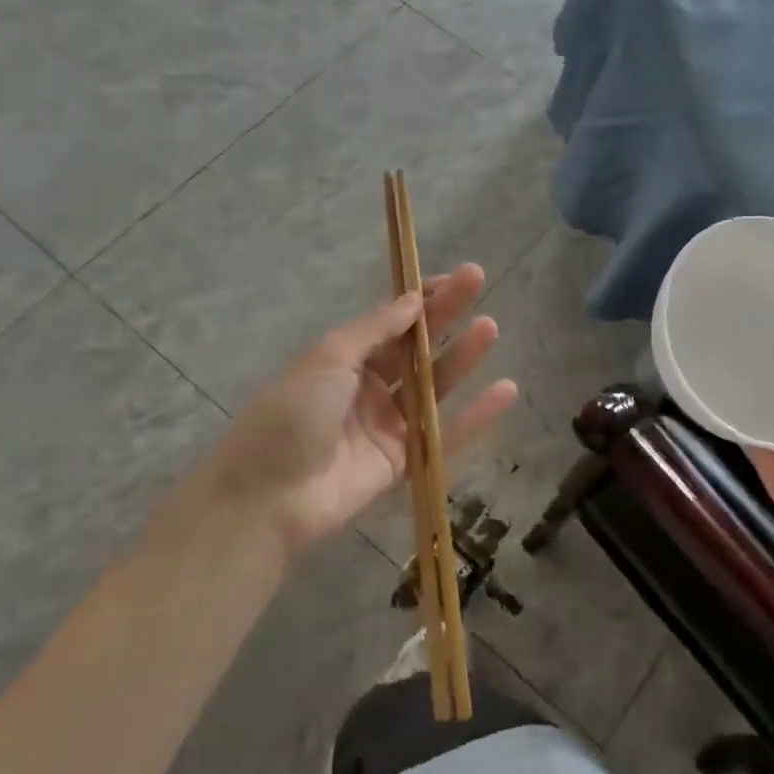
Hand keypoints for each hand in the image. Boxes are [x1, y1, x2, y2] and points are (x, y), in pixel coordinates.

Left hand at [190, 264, 517, 556]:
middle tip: (477, 280)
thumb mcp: (327, 359)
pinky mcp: (404, 461)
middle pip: (417, 345)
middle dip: (446, 313)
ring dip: (462, 357)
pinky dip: (477, 415)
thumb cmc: (290, 415)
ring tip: (490, 327)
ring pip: (435, 385)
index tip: (451, 277)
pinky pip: (446, 434)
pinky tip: (506, 390)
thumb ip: (374, 331)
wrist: (267, 497)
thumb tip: (413, 300)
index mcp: (345, 358)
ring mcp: (388, 424)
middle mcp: (369, 386)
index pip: (391, 321)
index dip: (420, 298)